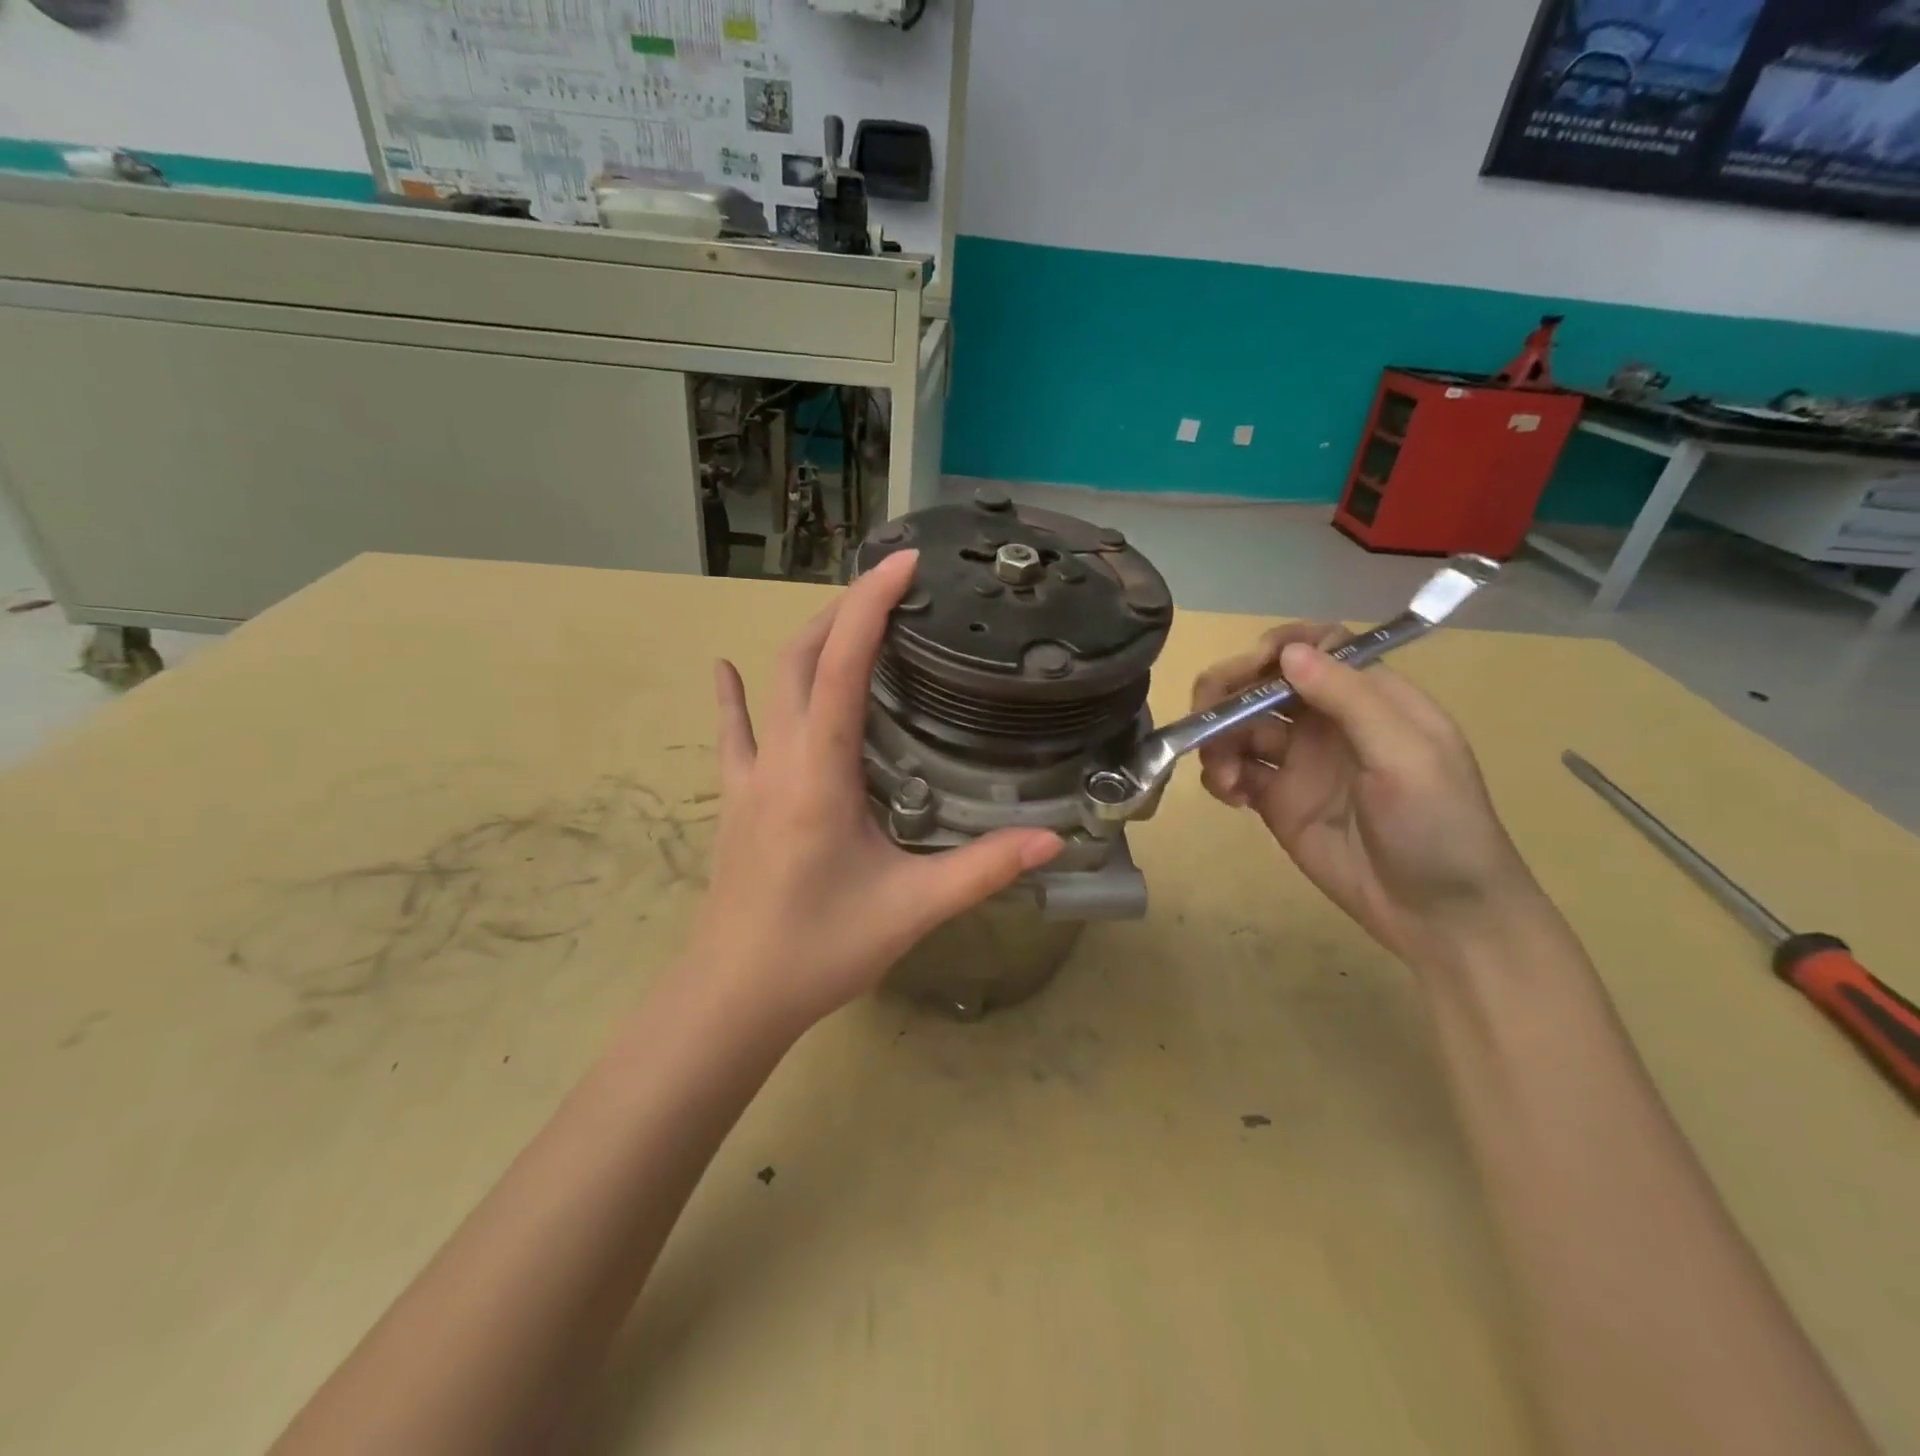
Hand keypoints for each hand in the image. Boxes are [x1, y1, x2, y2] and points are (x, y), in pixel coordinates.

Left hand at [690, 550, 1061, 1030]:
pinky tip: (726, 669)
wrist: (734, 996)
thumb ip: (984, 869)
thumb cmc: (820, 949)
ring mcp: (748, 776)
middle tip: (894, 590)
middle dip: (845, 611)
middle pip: (802, 657)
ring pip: (771, 685)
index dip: (871, 606)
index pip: (841, 665)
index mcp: (819, 771)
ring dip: (808, 643)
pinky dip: (737, 695)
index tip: (903, 562)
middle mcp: (779, 757)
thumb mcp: (912, 907)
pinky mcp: (736, 799)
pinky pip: (735, 732)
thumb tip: (1054, 841)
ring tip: (848, 620)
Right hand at [1192, 624, 1545, 970]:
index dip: (1278, 649)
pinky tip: (1231, 797)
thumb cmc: (1438, 825)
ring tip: (1224, 777)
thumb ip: (1349, 699)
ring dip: (1218, 740)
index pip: (1315, 648)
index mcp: (1370, 698)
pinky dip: (1221, 776)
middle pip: (1265, 683)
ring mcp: (1299, 761)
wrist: (1439, 915)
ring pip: (1240, 727)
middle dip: (1228, 691)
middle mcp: (1328, 722)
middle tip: (1204, 717)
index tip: (1251, 670)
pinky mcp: (1276, 801)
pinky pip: (1235, 771)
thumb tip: (1287, 651)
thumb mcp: (1405, 756)